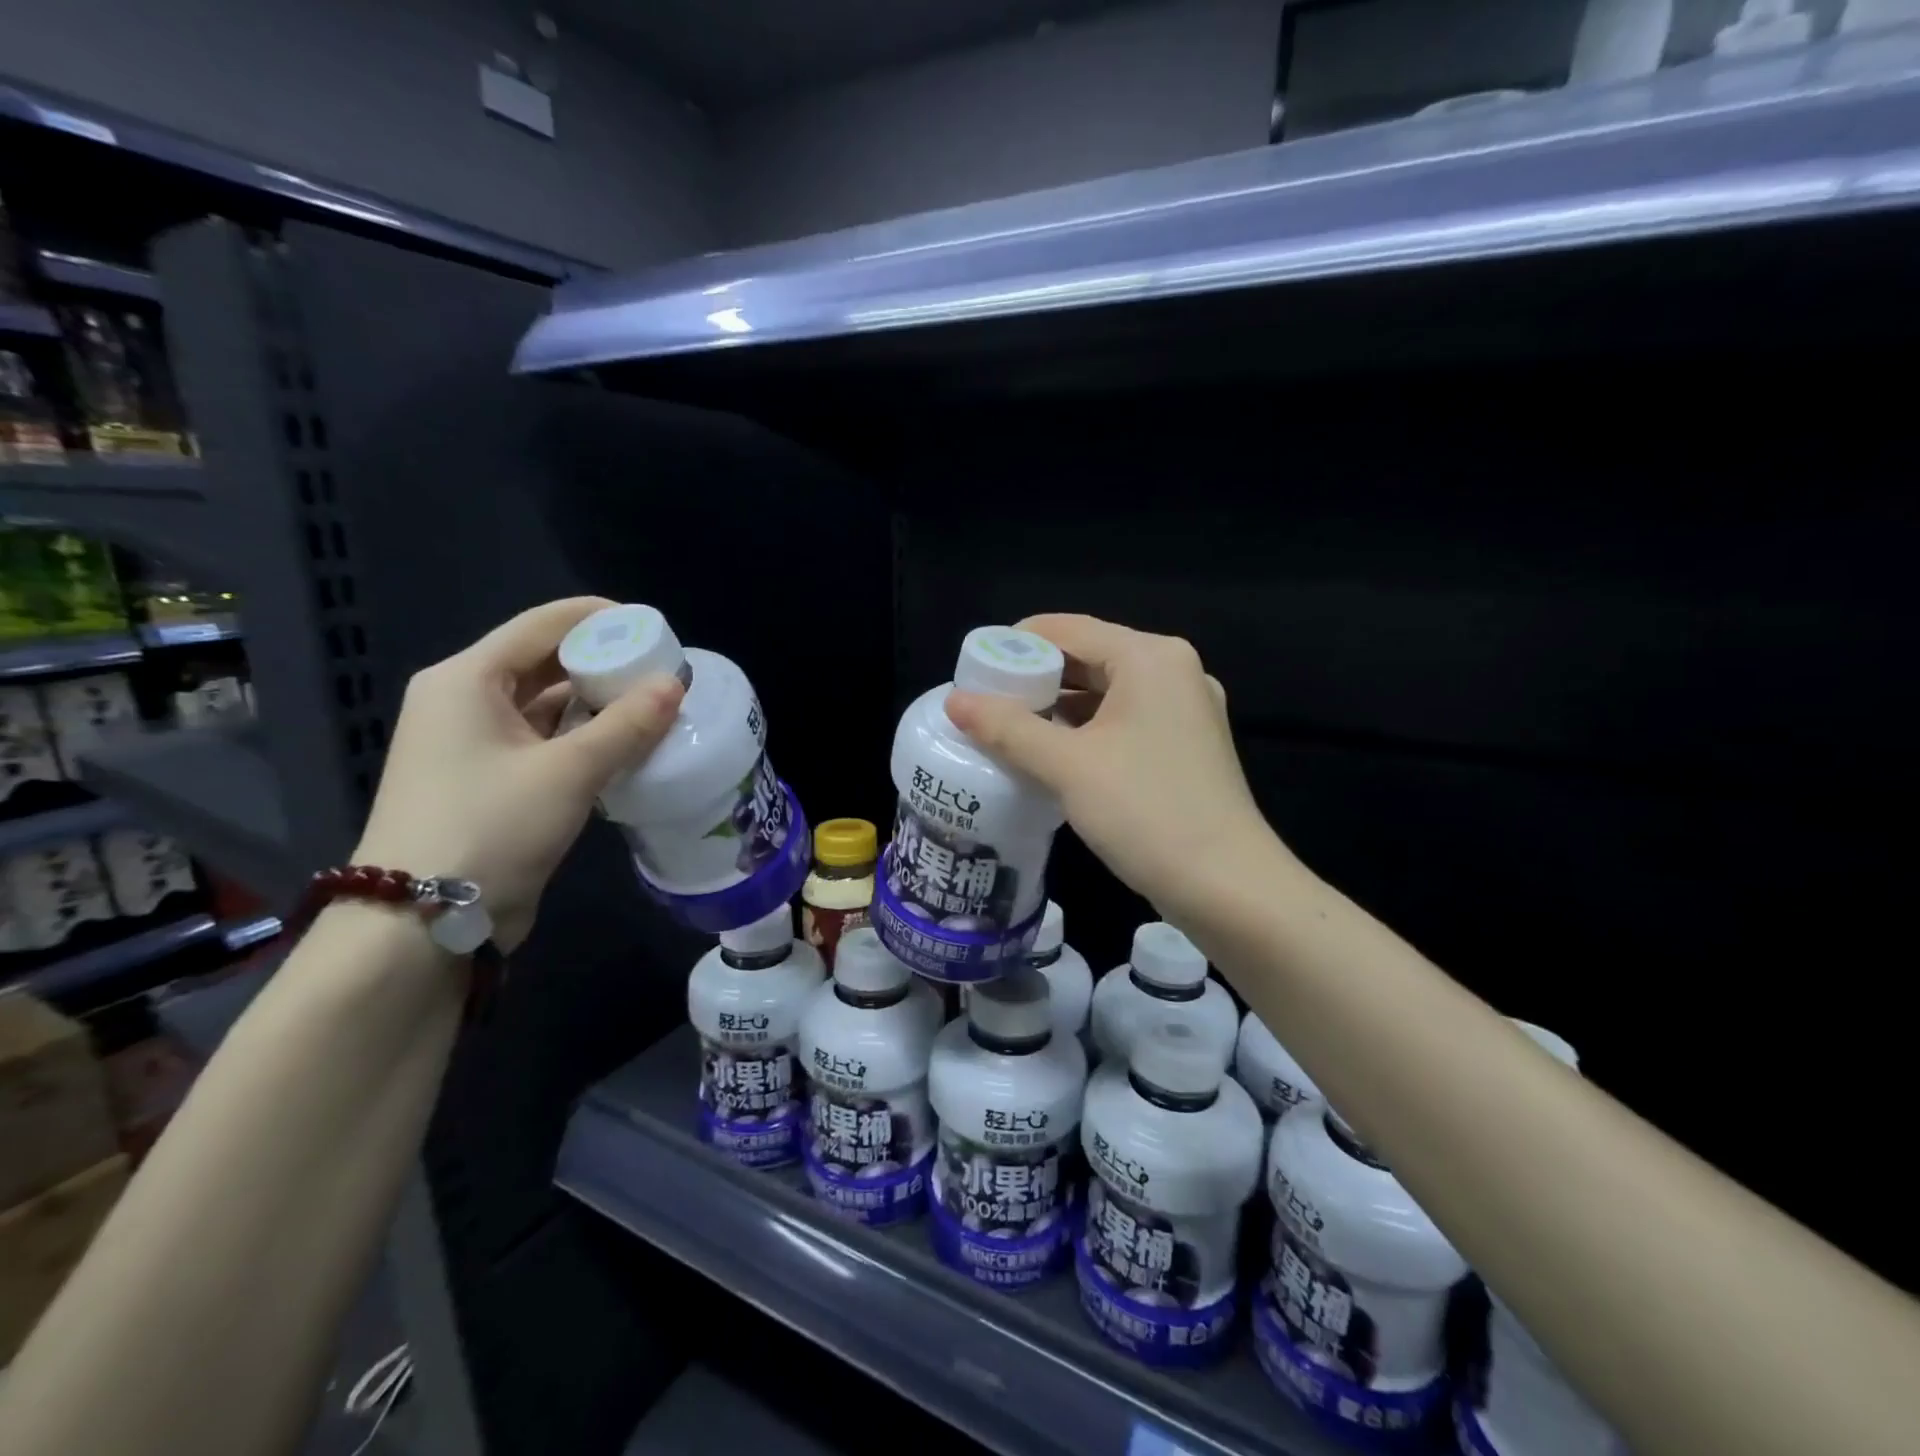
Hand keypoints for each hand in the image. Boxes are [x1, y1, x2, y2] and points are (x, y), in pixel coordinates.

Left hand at [354, 597, 683, 949]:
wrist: (421, 924)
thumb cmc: (490, 827)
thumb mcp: (569, 772)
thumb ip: (628, 724)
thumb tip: (675, 683)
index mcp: (467, 680)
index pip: (542, 624)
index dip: (601, 618)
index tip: (656, 629)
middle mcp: (465, 701)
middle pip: (544, 662)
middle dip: (605, 662)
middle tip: (663, 671)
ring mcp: (475, 744)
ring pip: (547, 705)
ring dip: (598, 703)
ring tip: (656, 705)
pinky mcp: (491, 781)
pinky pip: (545, 741)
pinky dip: (585, 738)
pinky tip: (628, 745)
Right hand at [945, 614, 1286, 920]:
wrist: (1228, 888)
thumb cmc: (1146, 813)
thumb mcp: (1067, 766)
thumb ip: (1007, 728)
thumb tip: (954, 700)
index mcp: (1150, 658)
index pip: (1067, 629)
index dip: (1014, 645)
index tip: (972, 671)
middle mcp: (1173, 671)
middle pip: (1088, 657)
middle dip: (1034, 679)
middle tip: (984, 704)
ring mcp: (1185, 709)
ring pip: (1106, 692)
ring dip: (1057, 707)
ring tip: (1006, 730)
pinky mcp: (1186, 745)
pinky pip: (1123, 721)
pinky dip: (1086, 730)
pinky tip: (1050, 754)